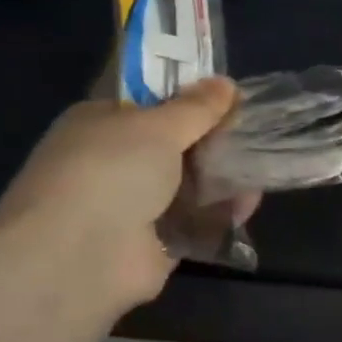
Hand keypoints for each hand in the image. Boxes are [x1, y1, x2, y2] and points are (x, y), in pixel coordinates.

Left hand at [0, 77, 239, 313]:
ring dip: (223, 176)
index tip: (230, 96)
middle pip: (175, 145)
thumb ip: (196, 108)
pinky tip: (249, 203)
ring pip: (189, 184)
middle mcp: (114, 163)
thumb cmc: (111, 171)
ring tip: (263, 166)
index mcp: (101, 124)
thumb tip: (226, 83)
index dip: (189, 98)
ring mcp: (133, 206)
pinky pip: (196, 222)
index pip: (149, 104)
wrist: (78, 258)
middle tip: (256, 131)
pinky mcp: (155, 245)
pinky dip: (222, 213)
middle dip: (215, 139)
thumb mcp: (158, 126)